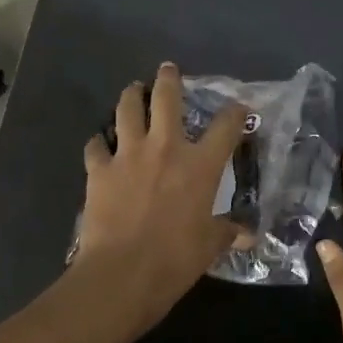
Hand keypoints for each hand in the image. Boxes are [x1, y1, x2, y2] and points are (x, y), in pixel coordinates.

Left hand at [75, 63, 246, 333]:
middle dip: (169, 80)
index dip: (236, 113)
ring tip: (132, 90)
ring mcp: (128, 155)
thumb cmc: (175, 259)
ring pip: (126, 109)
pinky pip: (95, 145)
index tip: (240, 108)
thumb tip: (247, 235)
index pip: (226, 126)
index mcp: (200, 165)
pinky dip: (99, 142)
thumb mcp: (209, 246)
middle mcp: (165, 148)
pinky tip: (100, 144)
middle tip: (168, 70)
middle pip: (167, 98)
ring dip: (130, 96)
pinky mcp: (98, 170)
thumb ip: (227, 233)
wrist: (123, 272)